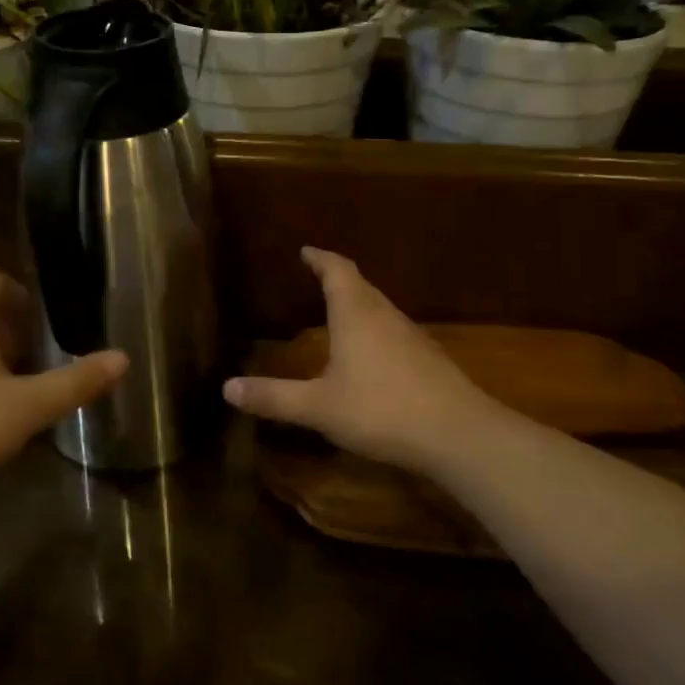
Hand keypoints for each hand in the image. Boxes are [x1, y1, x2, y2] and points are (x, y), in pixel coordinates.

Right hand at [222, 248, 505, 475]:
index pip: (336, 270)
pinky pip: (393, 330)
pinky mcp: (428, 358)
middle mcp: (384, 314)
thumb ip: (274, 397)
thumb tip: (226, 387)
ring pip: (379, 307)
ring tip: (338, 312)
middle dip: (337, 278)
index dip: (320, 258)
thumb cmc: (380, 409)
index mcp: (355, 313)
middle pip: (360, 284)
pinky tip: (370, 353)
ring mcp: (411, 335)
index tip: (306, 251)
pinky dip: (374, 328)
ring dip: (358, 303)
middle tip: (317, 277)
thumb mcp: (318, 407)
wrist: (457, 433)